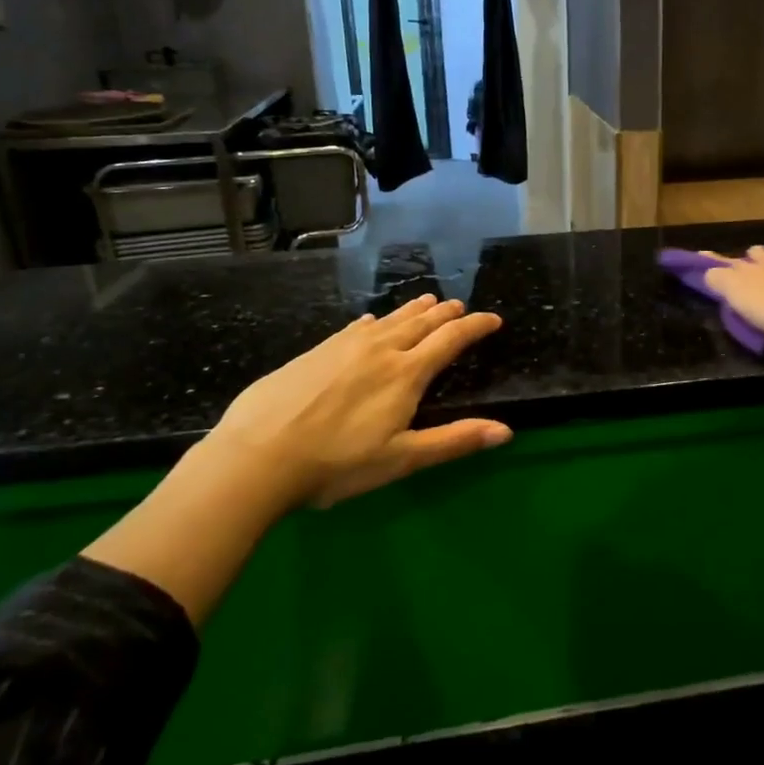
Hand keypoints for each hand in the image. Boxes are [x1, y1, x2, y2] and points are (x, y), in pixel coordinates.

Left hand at [208, 294, 510, 508]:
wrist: (257, 455)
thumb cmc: (336, 463)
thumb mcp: (401, 459)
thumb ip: (454, 441)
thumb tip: (506, 431)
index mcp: (406, 374)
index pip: (450, 340)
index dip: (474, 327)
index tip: (493, 319)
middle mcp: (380, 350)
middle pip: (420, 323)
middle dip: (445, 313)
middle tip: (459, 305)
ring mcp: (344, 347)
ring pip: (389, 320)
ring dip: (413, 310)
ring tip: (427, 300)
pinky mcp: (316, 351)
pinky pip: (356, 327)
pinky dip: (375, 322)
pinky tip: (370, 323)